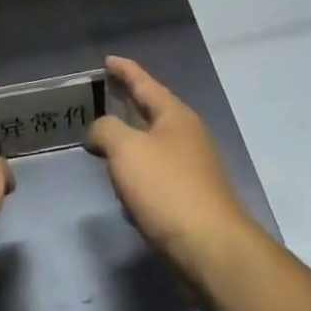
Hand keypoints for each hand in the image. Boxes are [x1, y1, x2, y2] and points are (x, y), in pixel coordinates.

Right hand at [85, 57, 258, 295]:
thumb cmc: (167, 189)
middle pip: (150, 111)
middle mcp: (187, 137)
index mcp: (175, 116)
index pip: (145, 83)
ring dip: (129, 142)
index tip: (107, 60)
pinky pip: (155, 177)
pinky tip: (122, 190)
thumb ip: (105, 130)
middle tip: (103, 93)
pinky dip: (136, 176)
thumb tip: (99, 133)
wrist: (211, 250)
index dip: (124, 70)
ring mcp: (191, 170)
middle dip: (126, 103)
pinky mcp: (189, 200)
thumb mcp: (126, 149)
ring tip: (104, 141)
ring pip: (152, 146)